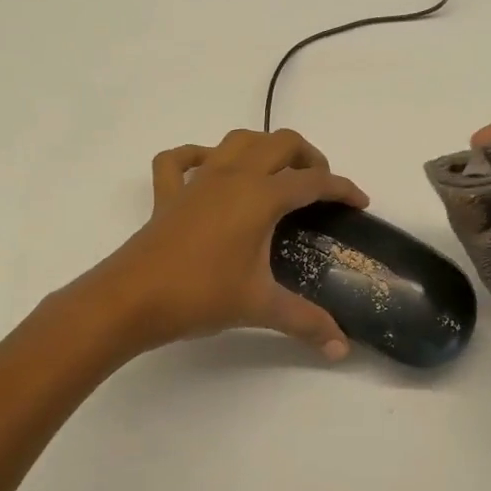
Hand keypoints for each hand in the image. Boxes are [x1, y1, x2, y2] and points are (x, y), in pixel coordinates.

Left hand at [86, 128, 368, 358]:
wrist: (130, 300)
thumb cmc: (200, 295)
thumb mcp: (260, 307)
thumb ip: (306, 323)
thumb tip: (341, 349)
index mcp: (260, 196)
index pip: (312, 182)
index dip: (342, 188)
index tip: (359, 202)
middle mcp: (232, 176)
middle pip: (280, 143)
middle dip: (308, 157)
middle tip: (320, 187)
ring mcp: (197, 181)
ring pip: (237, 141)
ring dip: (264, 148)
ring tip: (277, 174)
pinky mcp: (167, 194)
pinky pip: (180, 160)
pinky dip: (198, 156)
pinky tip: (207, 169)